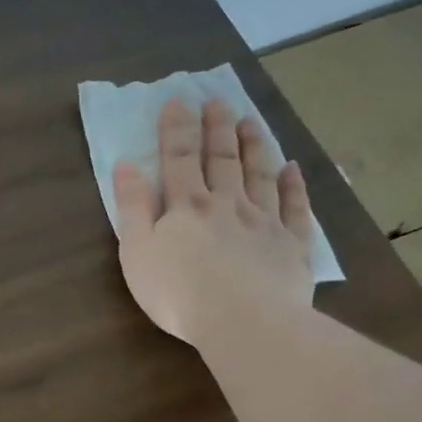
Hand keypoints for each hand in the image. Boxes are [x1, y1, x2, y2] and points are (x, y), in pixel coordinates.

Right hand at [113, 98, 315, 345]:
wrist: (243, 322)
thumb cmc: (178, 292)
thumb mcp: (137, 252)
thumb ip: (132, 208)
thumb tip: (126, 166)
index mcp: (186, 207)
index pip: (178, 159)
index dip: (175, 129)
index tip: (177, 100)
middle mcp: (227, 204)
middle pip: (222, 160)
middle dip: (217, 129)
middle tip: (218, 101)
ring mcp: (264, 223)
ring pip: (260, 176)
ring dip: (254, 147)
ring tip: (251, 122)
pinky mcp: (293, 246)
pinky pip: (295, 208)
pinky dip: (295, 186)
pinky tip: (294, 169)